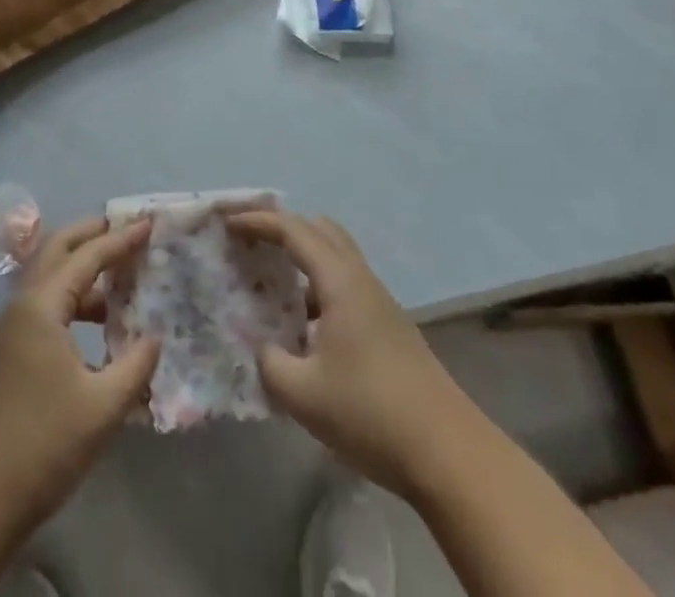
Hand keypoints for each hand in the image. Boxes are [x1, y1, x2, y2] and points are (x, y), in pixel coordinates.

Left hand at [0, 216, 159, 536]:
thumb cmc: (42, 444)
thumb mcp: (103, 406)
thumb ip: (136, 364)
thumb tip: (154, 337)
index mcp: (41, 306)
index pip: (87, 256)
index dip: (121, 239)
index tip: (149, 224)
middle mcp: (21, 306)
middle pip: (57, 250)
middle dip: (91, 234)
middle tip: (125, 229)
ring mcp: (8, 331)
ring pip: (48, 280)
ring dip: (81, 271)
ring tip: (118, 280)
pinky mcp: (5, 355)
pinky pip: (42, 307)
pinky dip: (71, 300)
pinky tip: (95, 327)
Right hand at [227, 209, 473, 501]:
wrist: (447, 452)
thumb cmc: (371, 412)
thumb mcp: (303, 394)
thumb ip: (269, 362)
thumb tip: (260, 346)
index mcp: (339, 280)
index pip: (293, 229)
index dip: (257, 220)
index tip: (227, 224)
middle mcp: (360, 278)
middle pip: (318, 230)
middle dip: (281, 228)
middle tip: (249, 243)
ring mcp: (377, 301)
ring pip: (334, 256)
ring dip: (301, 258)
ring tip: (269, 282)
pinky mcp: (387, 325)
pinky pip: (343, 284)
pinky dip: (316, 285)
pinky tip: (301, 324)